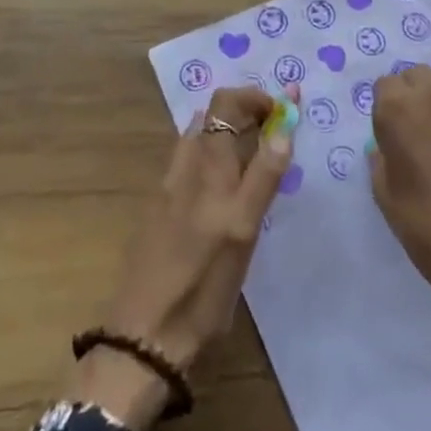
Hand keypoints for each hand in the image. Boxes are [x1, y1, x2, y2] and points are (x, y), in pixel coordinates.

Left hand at [67, 84, 296, 428]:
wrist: (146, 333)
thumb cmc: (203, 286)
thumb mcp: (243, 231)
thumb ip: (264, 176)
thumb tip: (283, 128)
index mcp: (208, 167)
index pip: (226, 103)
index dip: (256, 97)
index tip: (285, 112)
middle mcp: (185, 167)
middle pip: (211, 115)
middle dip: (245, 111)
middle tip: (275, 132)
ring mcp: (168, 187)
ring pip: (198, 138)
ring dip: (228, 131)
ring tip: (256, 155)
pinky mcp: (160, 209)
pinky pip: (189, 162)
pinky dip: (212, 155)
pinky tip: (225, 186)